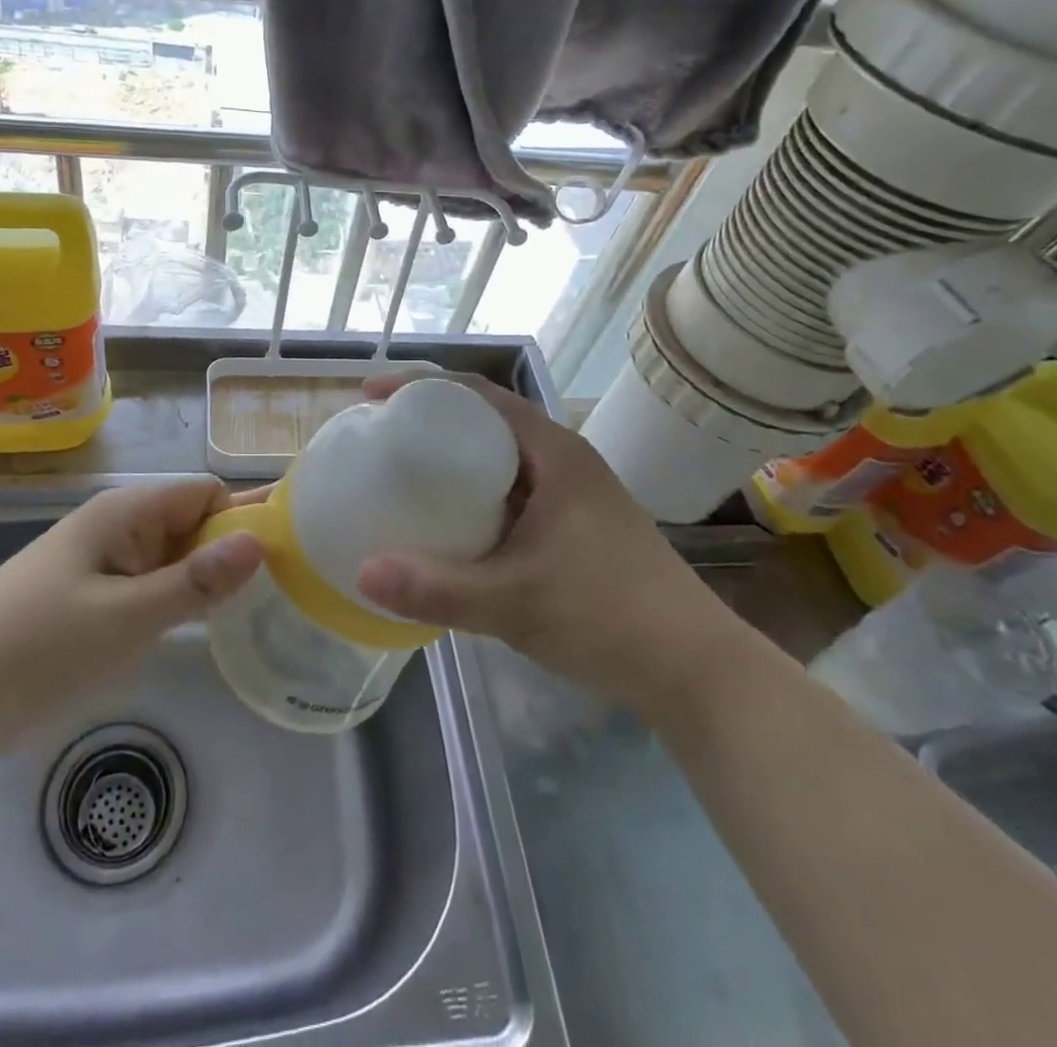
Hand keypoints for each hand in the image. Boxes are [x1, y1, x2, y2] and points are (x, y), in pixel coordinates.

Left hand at [0, 479, 262, 759]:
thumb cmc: (36, 647)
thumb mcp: (124, 618)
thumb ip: (194, 582)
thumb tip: (261, 542)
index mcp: (125, 513)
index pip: (204, 493)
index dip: (245, 515)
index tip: (290, 555)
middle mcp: (118, 528)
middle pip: (192, 523)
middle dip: (235, 549)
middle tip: (292, 588)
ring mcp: (105, 565)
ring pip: (174, 558)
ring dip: (210, 578)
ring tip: (267, 608)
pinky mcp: (94, 600)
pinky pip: (151, 587)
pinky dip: (181, 601)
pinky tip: (211, 627)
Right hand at [353, 372, 744, 708]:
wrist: (695, 670)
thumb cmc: (607, 617)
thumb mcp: (513, 603)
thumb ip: (436, 589)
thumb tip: (361, 572)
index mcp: (554, 454)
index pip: (478, 395)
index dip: (421, 386)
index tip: (372, 396)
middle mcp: (564, 461)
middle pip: (486, 420)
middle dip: (430, 420)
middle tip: (379, 437)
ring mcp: (573, 494)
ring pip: (500, 458)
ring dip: (453, 458)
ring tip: (402, 474)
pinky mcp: (576, 525)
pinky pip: (511, 491)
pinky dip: (474, 493)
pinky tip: (449, 524)